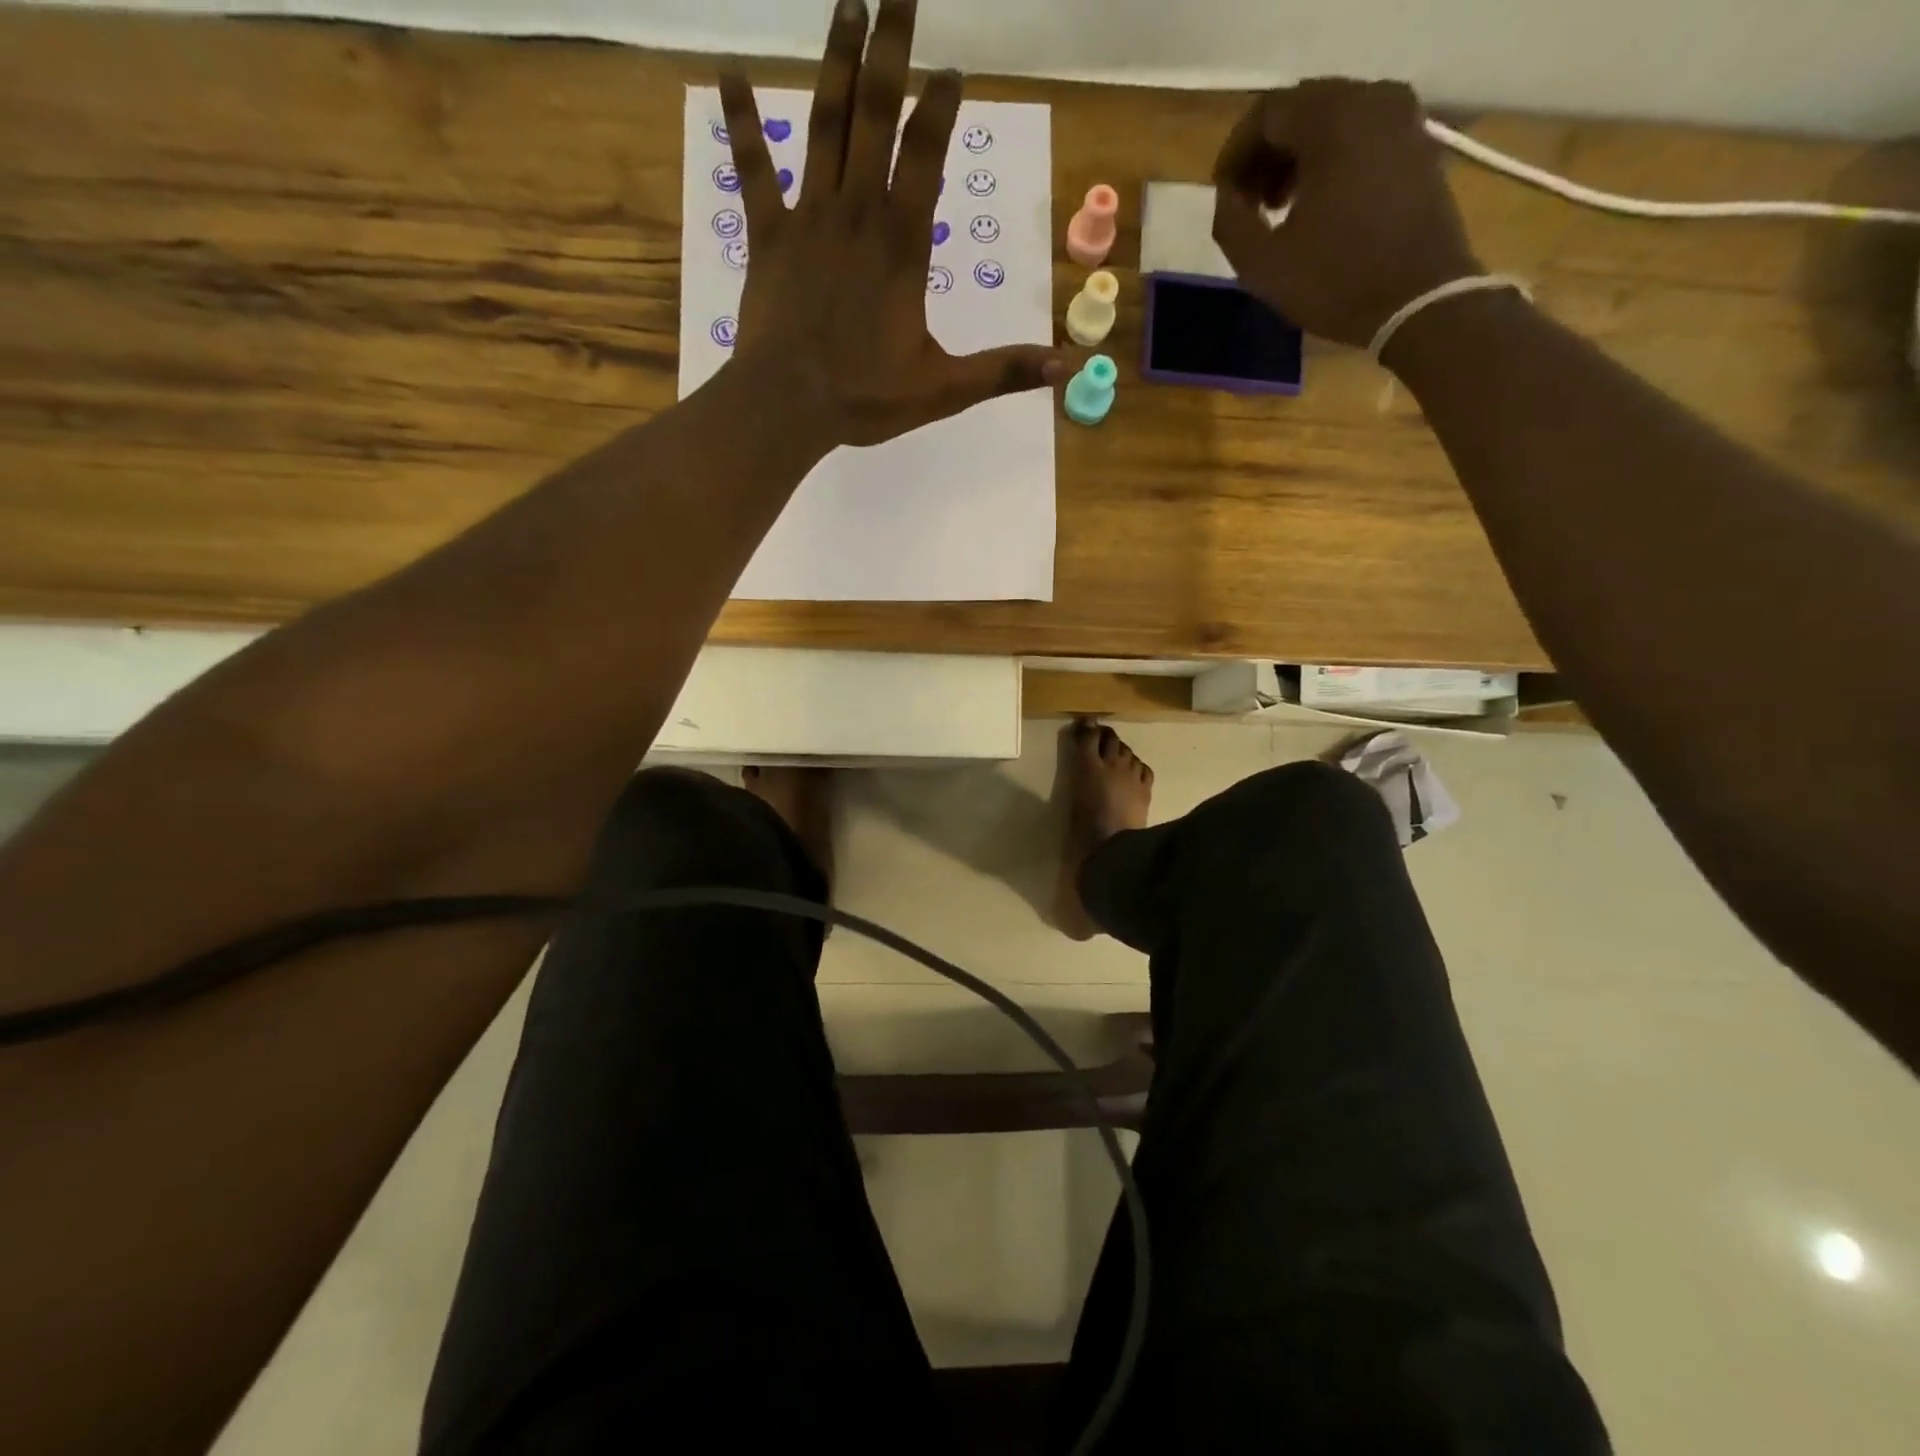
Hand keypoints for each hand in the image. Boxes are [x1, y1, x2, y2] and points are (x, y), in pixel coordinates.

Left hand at [718, 0, 1064, 449]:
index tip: (952, 70)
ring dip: (836, 62)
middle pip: (875, 114)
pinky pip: (751, 170)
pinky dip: (740, 122)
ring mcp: (807, 219)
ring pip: (823, 125)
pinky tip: (728, 74)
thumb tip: (1066, 367)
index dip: (940, 107)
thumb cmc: (865, 398)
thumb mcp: (944, 390)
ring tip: (847, 2)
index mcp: (902, 245)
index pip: (925, 155)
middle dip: (891, 48)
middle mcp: (857, 214)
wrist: (786, 407)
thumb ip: (1003, 371)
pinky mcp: (766, 236)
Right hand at [1210, 79, 1482, 349]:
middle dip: (1266, 155)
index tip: (1222, 197)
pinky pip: (1361, 136)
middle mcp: (1372, 100)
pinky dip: (1331, 161)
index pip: (1267, 114)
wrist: (1419, 301)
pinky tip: (1317, 207)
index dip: (1235, 155)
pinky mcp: (1418, 145)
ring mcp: (1403, 119)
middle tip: (1248, 204)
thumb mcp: (1262, 264)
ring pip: (1332, 121)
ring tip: (1280, 209)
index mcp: (1332, 120)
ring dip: (1297, 159)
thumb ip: (1230, 222)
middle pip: (1301, 110)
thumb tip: (1228, 196)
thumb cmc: (1335, 282)